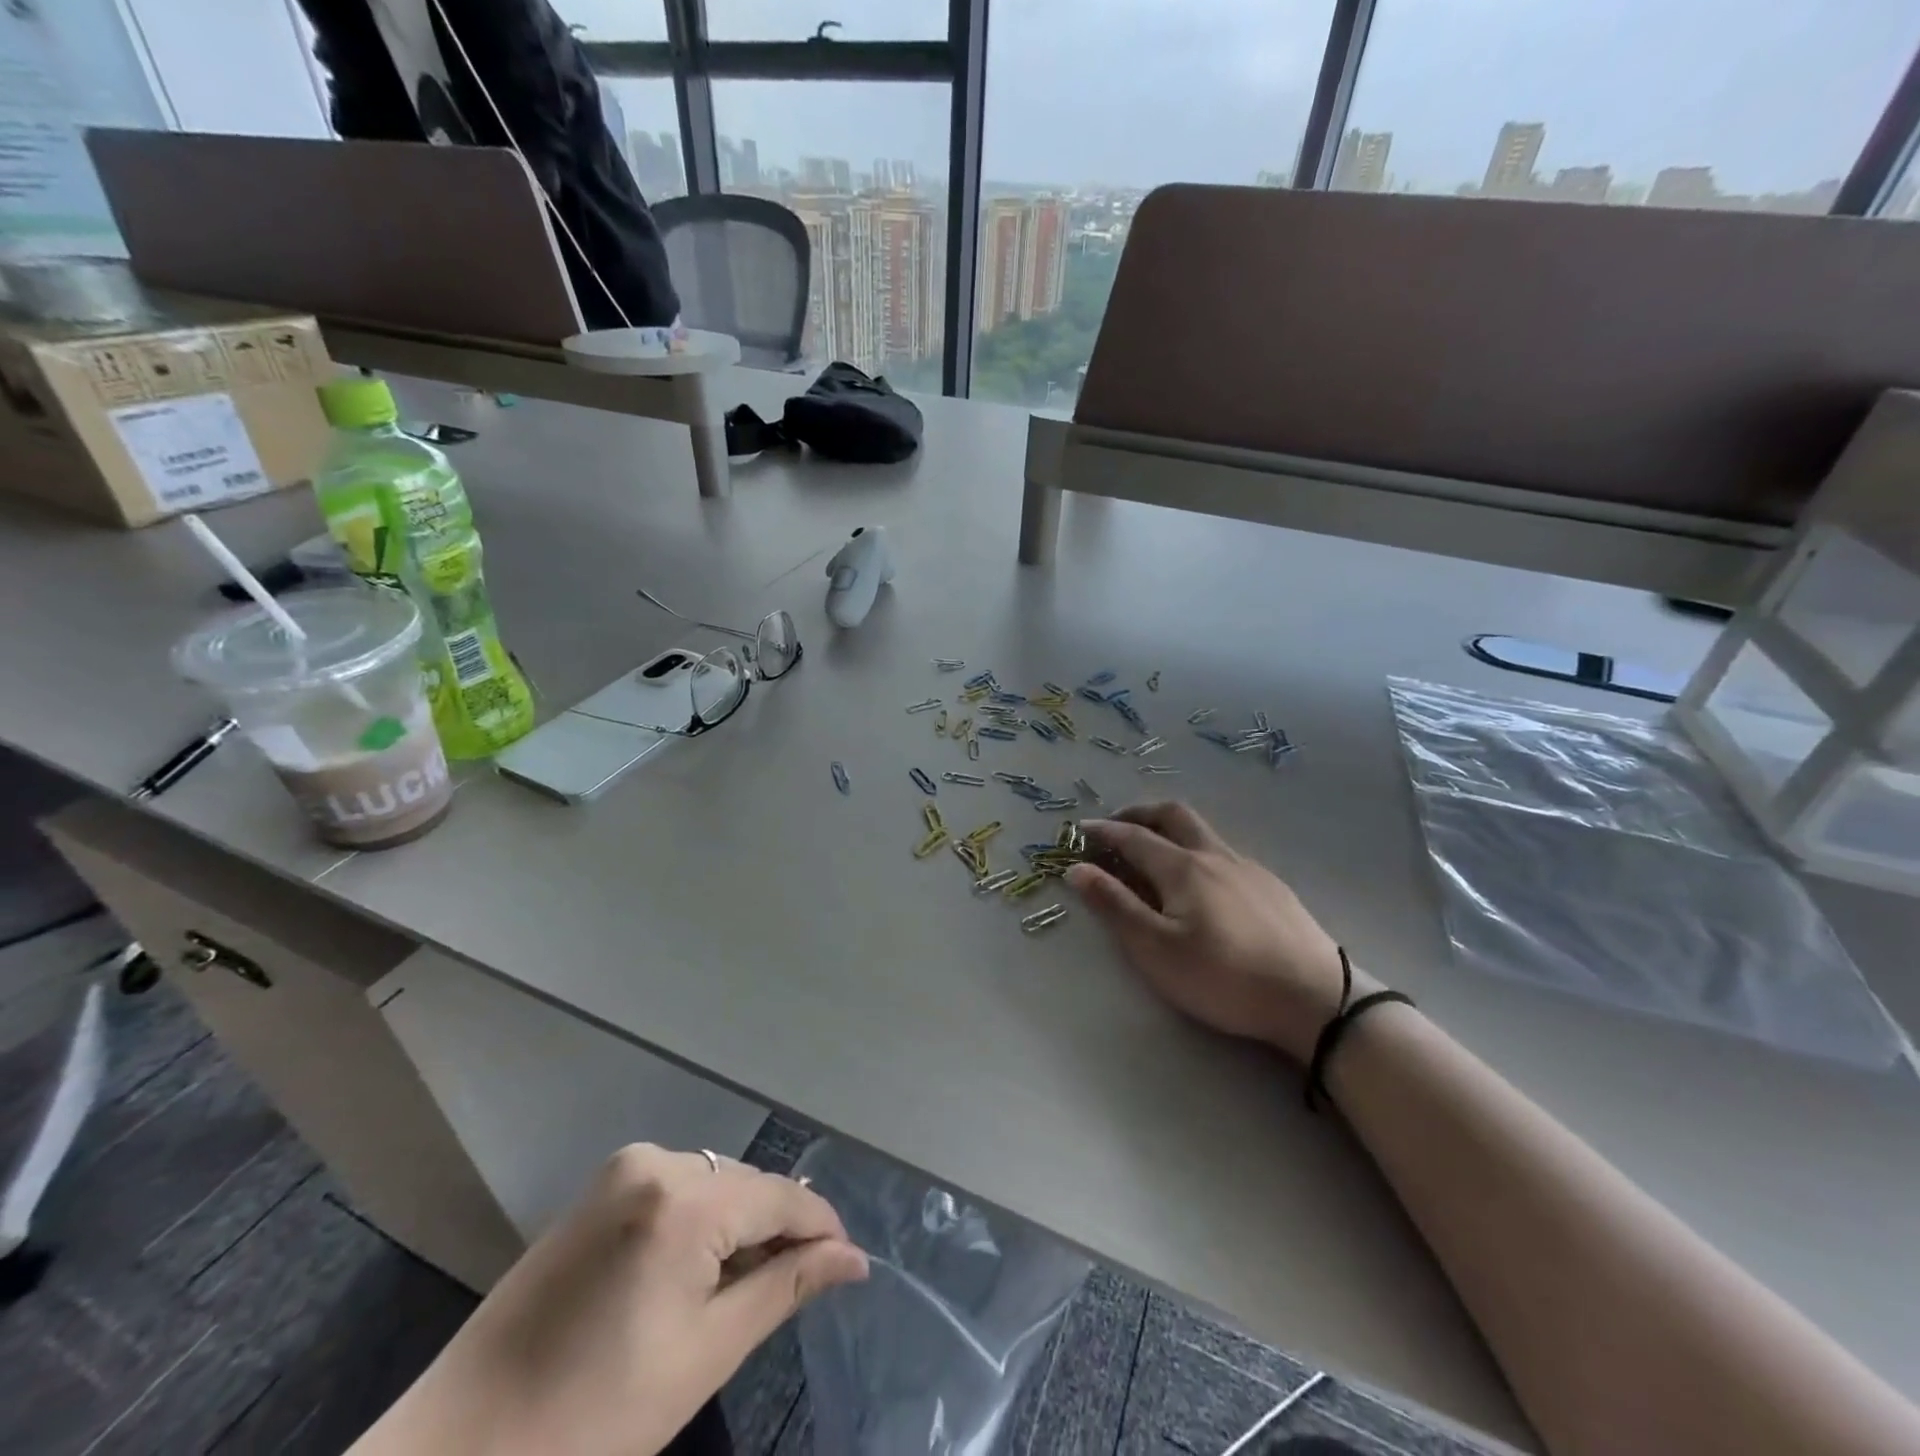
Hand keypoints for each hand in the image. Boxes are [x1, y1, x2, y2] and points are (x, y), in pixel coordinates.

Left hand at [353, 1145, 867, 1455]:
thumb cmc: (592, 1419)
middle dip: (777, 1229)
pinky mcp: (597, 1189)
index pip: (778, 1196)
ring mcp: (620, 1169)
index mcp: (683, 1200)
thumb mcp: (704, 1354)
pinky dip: (699, 1222)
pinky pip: (675, 1188)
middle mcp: (655, 1161)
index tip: (849, 1263)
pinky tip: (696, 1271)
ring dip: (737, 1226)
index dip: (820, 1227)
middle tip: (797, 1287)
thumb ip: (785, 1288)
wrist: (455, 1453)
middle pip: (745, 1186)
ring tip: (746, 1286)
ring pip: (712, 1185)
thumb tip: (852, 1259)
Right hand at [1067, 802, 1372, 1061]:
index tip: (1079, 830)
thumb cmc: (1224, 977)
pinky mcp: (1271, 886)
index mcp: (1183, 867)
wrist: (1315, 998)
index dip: (1103, 831)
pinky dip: (1197, 849)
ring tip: (1155, 851)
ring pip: (1203, 831)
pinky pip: (1224, 852)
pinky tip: (1202, 881)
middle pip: (1173, 815)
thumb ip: (1115, 906)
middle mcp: (1215, 855)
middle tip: (1116, 826)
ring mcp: (1248, 868)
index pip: (1133, 837)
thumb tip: (1077, 869)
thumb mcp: (1156, 949)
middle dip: (1139, 814)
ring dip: (1170, 829)